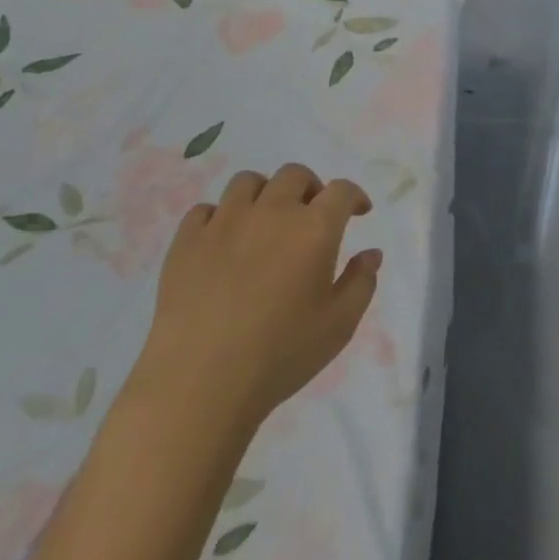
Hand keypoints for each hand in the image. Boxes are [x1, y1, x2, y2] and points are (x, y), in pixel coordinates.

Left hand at [135, 164, 381, 427]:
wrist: (199, 384)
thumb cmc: (280, 355)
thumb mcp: (339, 326)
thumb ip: (361, 283)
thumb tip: (371, 253)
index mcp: (313, 228)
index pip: (341, 190)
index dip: (354, 196)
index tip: (358, 212)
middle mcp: (272, 212)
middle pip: (294, 175)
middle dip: (310, 188)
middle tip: (311, 215)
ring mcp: (225, 222)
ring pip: (248, 182)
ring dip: (265, 194)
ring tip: (265, 221)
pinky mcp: (187, 241)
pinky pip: (204, 210)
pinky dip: (219, 217)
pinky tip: (223, 241)